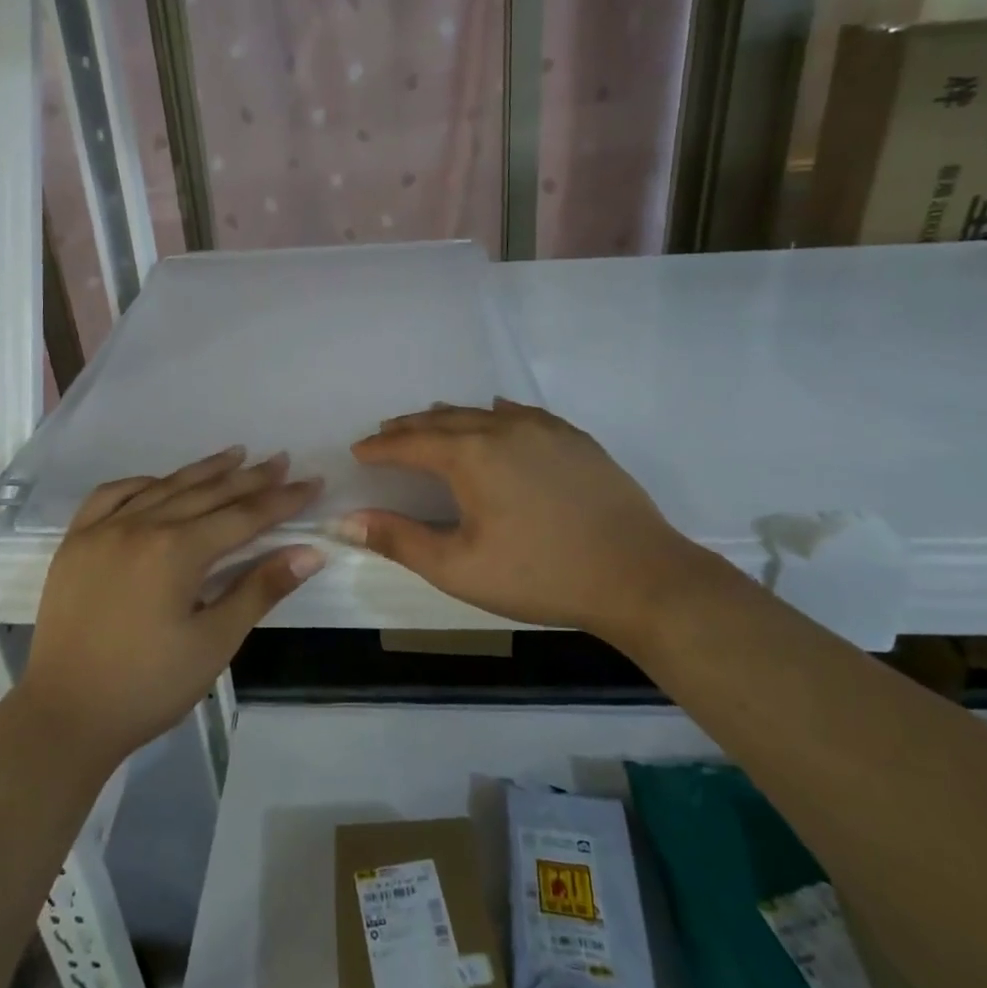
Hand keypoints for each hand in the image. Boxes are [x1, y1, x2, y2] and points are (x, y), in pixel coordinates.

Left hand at [15, 448, 323, 767]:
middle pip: (207, 494)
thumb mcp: (214, 643)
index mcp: (177, 551)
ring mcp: (102, 530)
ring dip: (203, 471)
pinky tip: (159, 482)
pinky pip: (111, 496)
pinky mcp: (75, 543)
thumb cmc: (148, 687)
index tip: (311, 482)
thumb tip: (310, 552)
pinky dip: (142, 483)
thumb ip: (261, 590)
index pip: (243, 516)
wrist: (64, 717)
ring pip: (164, 487)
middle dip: (250, 478)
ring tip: (236, 455)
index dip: (281, 500)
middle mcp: (140, 526)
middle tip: (281, 460)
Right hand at [339, 400, 702, 648]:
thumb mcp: (459, 568)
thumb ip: (399, 540)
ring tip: (429, 424)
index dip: (381, 447)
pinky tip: (496, 414)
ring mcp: (544, 429)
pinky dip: (495, 414)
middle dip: (409, 427)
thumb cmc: (540, 575)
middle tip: (386, 434)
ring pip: (482, 412)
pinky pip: (522, 414)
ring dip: (449, 418)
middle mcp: (503, 427)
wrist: (639, 575)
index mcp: (471, 455)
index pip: (411, 443)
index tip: (359, 451)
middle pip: (443, 419)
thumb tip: (347, 522)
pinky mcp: (575, 438)